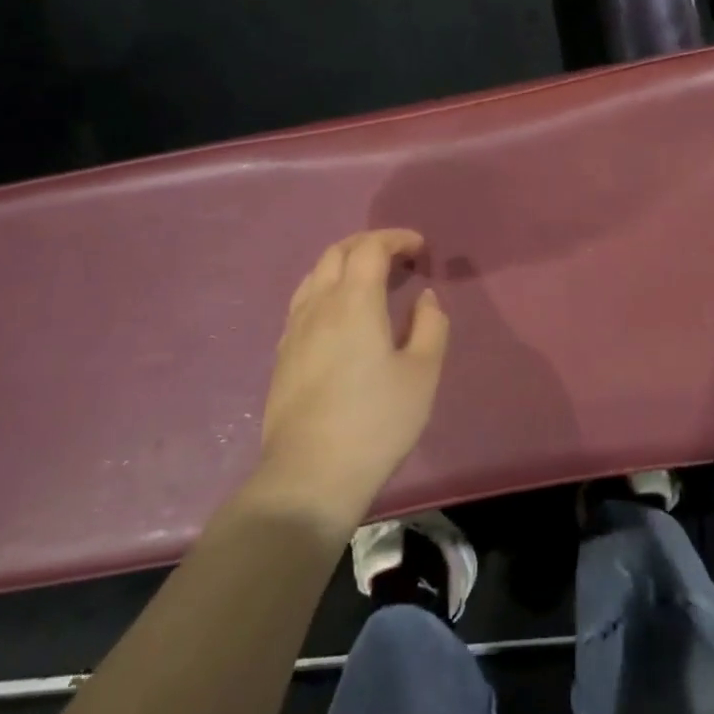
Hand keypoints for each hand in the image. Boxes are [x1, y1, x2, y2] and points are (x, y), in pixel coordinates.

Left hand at [255, 229, 448, 529]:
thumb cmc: (376, 422)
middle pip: (338, 252)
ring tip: (370, 279)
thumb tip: (424, 297)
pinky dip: (327, 287)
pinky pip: (304, 300)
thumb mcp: (423, 374)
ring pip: (316, 274)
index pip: (370, 248)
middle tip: (398, 256)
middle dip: (370, 243)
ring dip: (345, 262)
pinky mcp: (283, 354)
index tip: (420, 249)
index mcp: (354, 301)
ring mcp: (294, 329)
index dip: (397, 239)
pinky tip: (339, 314)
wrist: (310, 475)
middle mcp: (319, 304)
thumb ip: (430, 326)